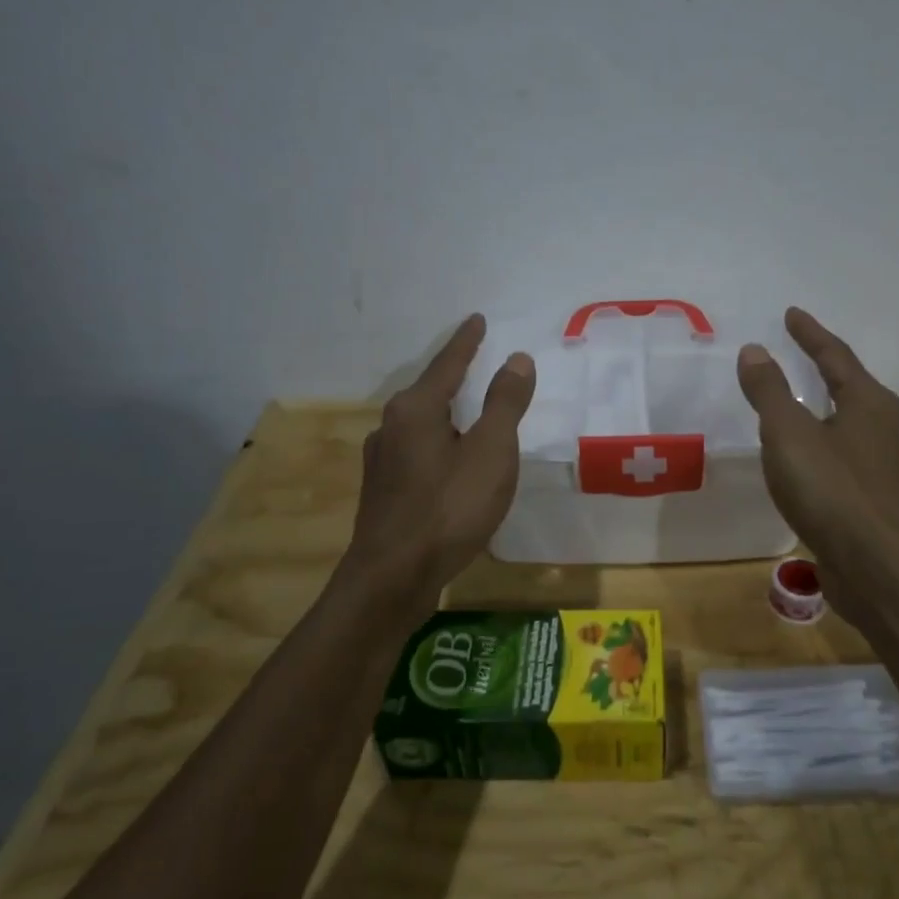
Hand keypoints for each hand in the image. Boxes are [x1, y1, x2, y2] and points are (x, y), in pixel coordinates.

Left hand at [349, 314, 535, 596]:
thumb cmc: (449, 508)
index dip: (467, 342)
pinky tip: (450, 463)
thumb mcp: (491, 451)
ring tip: (469, 415)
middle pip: (429, 391)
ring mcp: (381, 460)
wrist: (393, 577)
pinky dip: (440, 444)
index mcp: (416, 409)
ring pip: (421, 424)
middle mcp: (391, 426)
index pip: (447, 364)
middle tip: (478, 364)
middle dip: (454, 377)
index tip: (478, 320)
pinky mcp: (383, 490)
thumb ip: (504, 403)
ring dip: (446, 414)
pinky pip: (418, 451)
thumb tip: (516, 359)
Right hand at [737, 308, 898, 596]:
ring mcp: (883, 463)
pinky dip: (822, 440)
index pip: (835, 355)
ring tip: (798, 400)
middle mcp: (883, 426)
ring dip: (824, 405)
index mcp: (867, 402)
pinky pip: (843, 453)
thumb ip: (770, 391)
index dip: (810, 334)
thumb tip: (755, 350)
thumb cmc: (831, 490)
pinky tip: (805, 457)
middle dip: (823, 366)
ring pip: (849, 421)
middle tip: (797, 351)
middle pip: (849, 384)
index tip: (791, 314)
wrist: (876, 567)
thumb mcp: (788, 434)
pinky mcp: (874, 496)